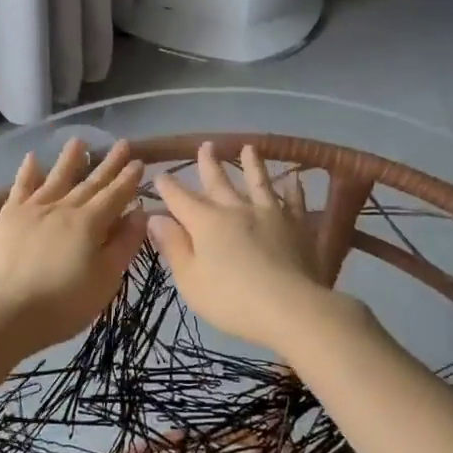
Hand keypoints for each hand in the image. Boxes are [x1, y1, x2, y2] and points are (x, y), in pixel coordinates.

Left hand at [0, 138, 146, 358]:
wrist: (5, 312)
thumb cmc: (63, 304)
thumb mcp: (106, 280)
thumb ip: (124, 244)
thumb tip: (139, 213)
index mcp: (91, 223)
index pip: (116, 195)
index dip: (129, 179)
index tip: (140, 161)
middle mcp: (64, 207)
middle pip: (91, 182)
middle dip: (109, 164)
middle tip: (123, 144)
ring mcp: (33, 209)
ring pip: (57, 177)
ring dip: (70, 159)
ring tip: (80, 140)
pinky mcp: (8, 217)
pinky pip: (20, 187)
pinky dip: (28, 171)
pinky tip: (33, 158)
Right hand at [148, 143, 333, 349]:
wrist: (289, 307)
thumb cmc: (231, 299)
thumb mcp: (190, 280)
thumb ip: (173, 246)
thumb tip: (155, 218)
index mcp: (206, 222)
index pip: (180, 199)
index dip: (168, 187)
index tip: (160, 174)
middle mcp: (236, 209)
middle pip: (219, 182)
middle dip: (209, 164)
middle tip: (205, 145)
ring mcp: (270, 214)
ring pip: (259, 182)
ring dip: (252, 164)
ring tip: (249, 147)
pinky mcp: (297, 226)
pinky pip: (294, 202)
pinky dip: (293, 190)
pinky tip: (294, 181)